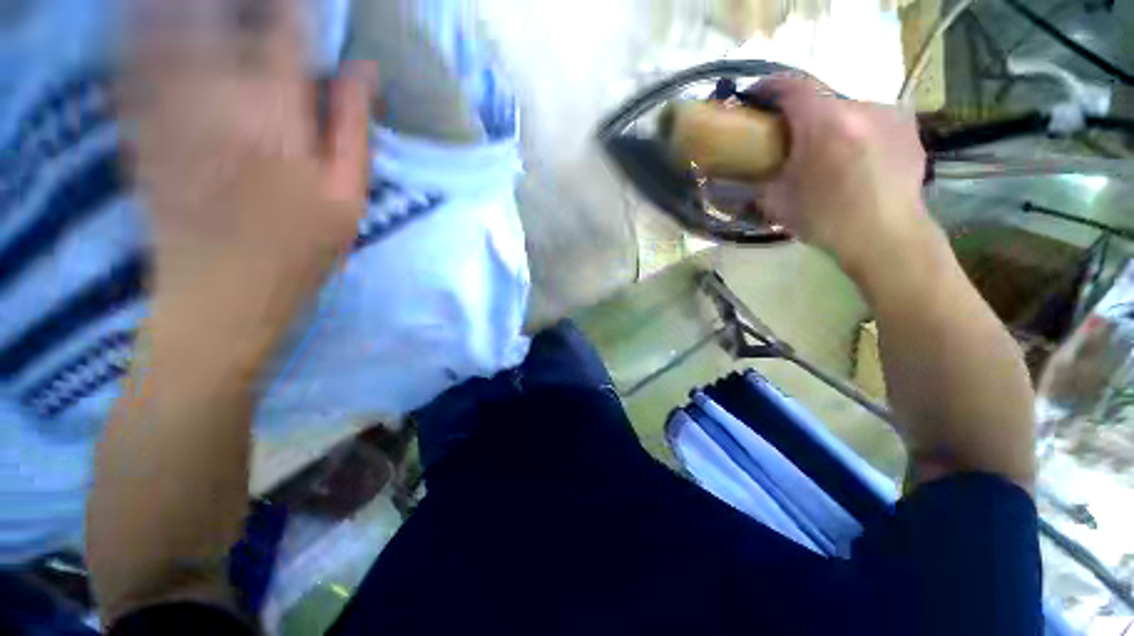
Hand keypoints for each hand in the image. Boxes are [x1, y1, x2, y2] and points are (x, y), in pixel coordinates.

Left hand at [125, 0, 377, 340]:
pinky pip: (129, 60)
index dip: (294, 1)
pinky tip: (143, 15)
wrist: (222, 296)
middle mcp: (214, 95)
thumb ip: (353, 130)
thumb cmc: (300, 251)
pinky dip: (135, 29)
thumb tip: (364, 71)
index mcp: (276, 116)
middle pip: (214, 13)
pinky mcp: (137, 126)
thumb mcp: (348, 199)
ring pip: (163, 26)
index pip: (285, 29)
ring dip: (179, 6)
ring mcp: (167, 107)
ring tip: (200, 1)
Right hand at [754, 77, 935, 286]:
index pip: (791, 86)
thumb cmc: (826, 221)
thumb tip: (733, 176)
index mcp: (824, 124)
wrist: (886, 238)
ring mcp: (889, 115)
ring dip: (829, 123)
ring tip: (823, 151)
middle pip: (821, 98)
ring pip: (847, 109)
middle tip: (787, 137)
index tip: (754, 95)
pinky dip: (855, 132)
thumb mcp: (778, 202)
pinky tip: (852, 157)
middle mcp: (860, 107)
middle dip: (800, 113)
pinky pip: (872, 120)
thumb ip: (757, 179)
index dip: (769, 86)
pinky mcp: (908, 127)